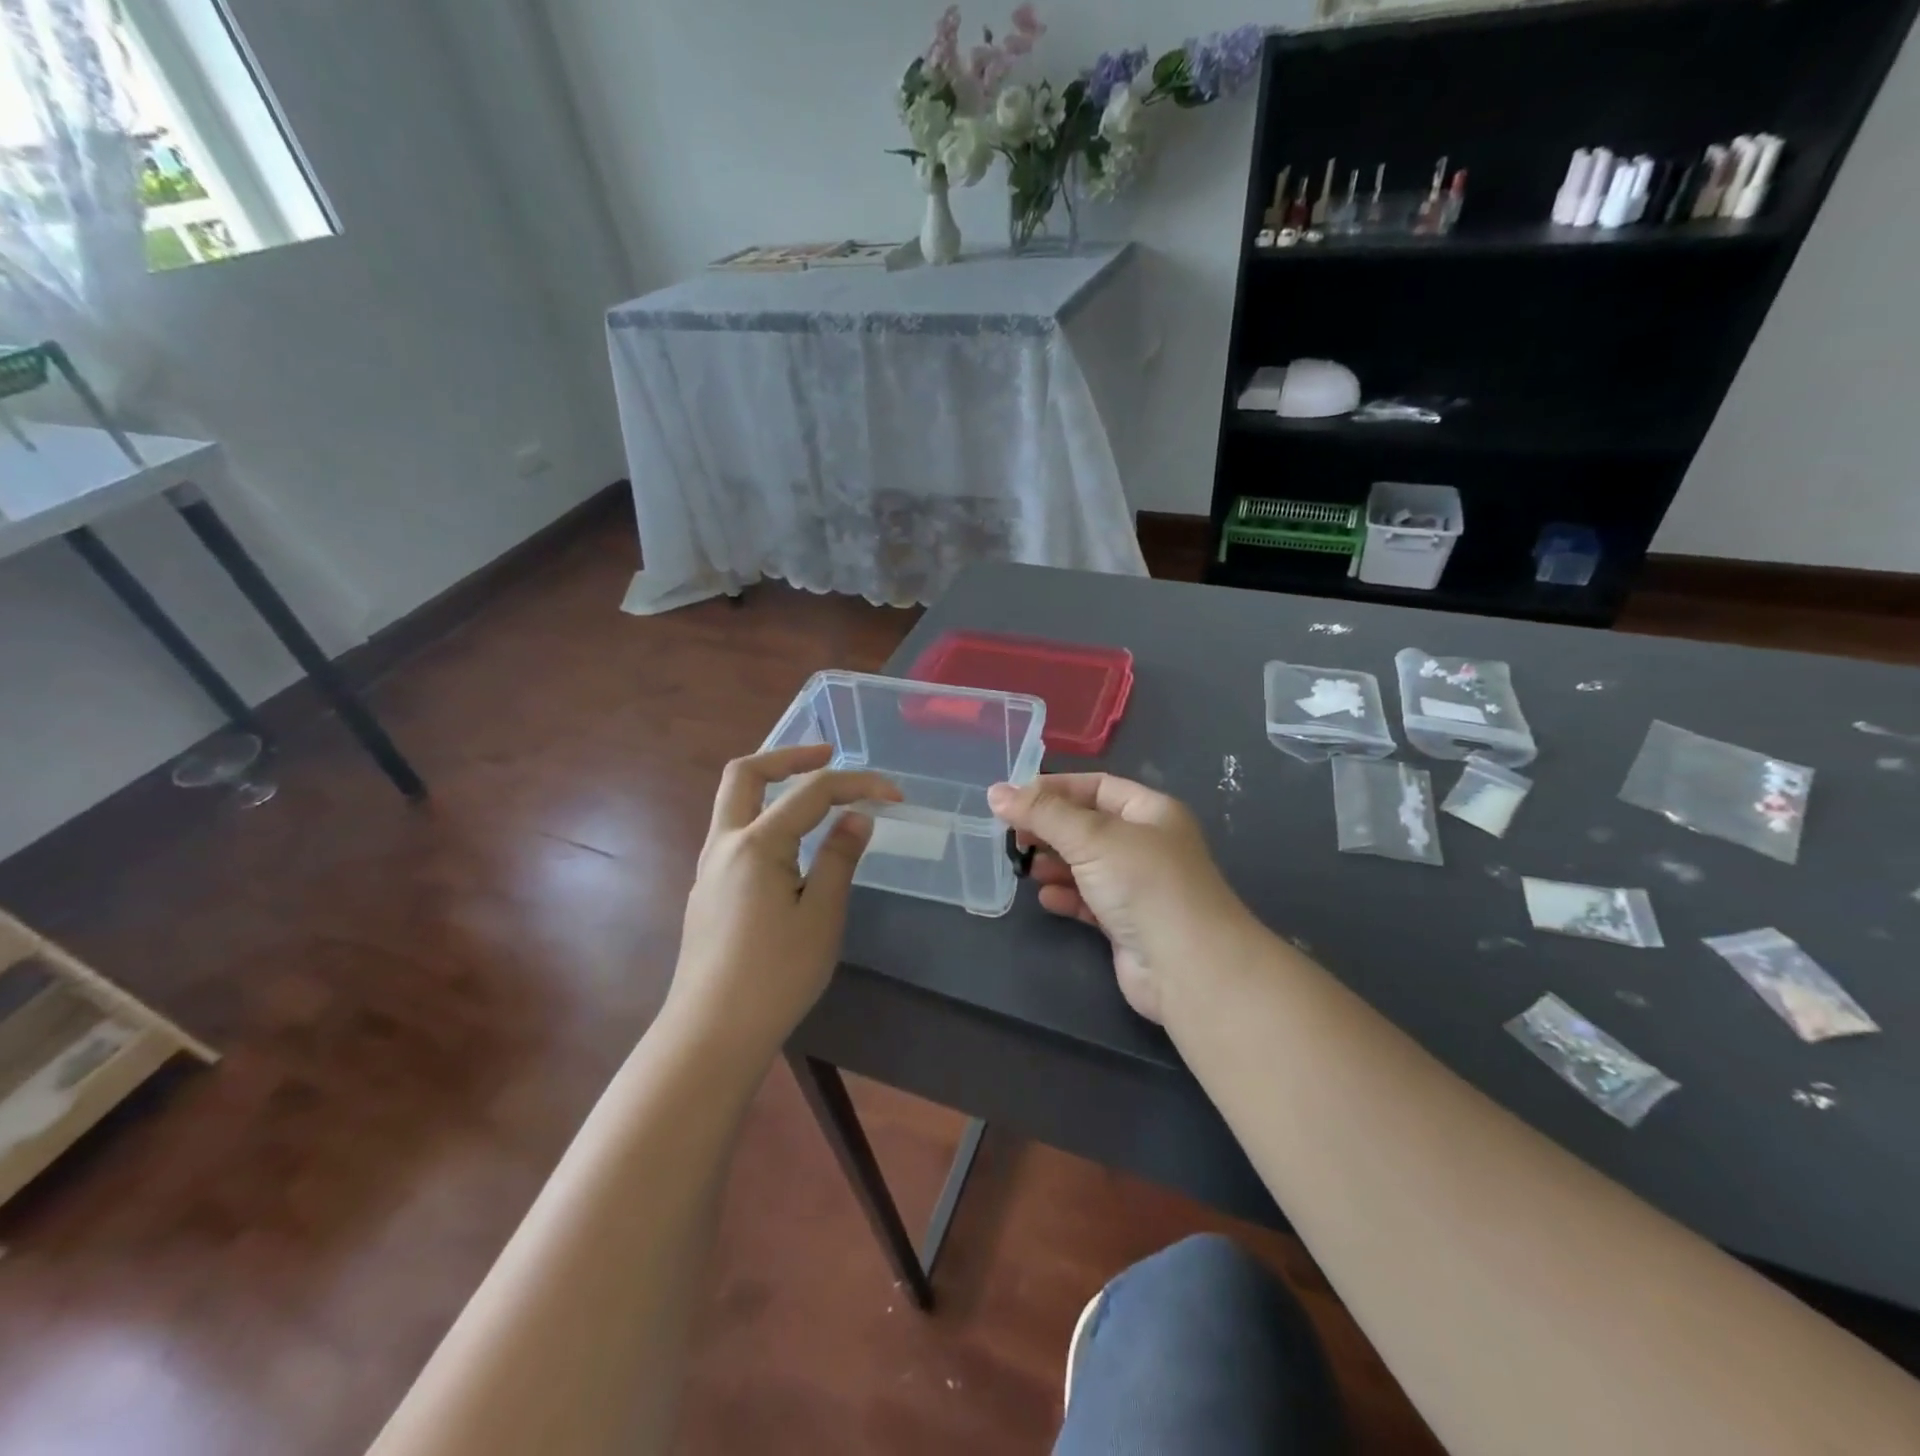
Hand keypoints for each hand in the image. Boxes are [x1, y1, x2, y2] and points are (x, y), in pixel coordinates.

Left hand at [669, 744, 900, 1059]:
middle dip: (788, 755)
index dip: (857, 784)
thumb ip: (839, 859)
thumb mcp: (821, 916)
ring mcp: (709, 867)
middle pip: (746, 773)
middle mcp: (724, 844)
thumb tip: (856, 818)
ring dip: (772, 785)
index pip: (812, 792)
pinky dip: (765, 816)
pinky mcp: (708, 891)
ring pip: (734, 802)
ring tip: (814, 794)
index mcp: (756, 844)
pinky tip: (792, 846)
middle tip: (828, 754)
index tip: (895, 794)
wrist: (712, 1033)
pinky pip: (735, 832)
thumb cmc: (775, 976)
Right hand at [987, 774, 1254, 1023]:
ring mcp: (1139, 886)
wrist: (1188, 967)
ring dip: (1055, 863)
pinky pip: (1090, 900)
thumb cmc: (1143, 885)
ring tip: (1026, 868)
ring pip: (1087, 864)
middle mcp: (1147, 844)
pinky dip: (1067, 896)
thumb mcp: (1091, 837)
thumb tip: (996, 792)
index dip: (1056, 789)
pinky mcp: (1128, 923)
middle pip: (1089, 825)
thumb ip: (1042, 814)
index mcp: (1151, 812)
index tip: (1014, 799)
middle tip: (1013, 837)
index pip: (1097, 786)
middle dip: (1051, 829)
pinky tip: (1047, 899)